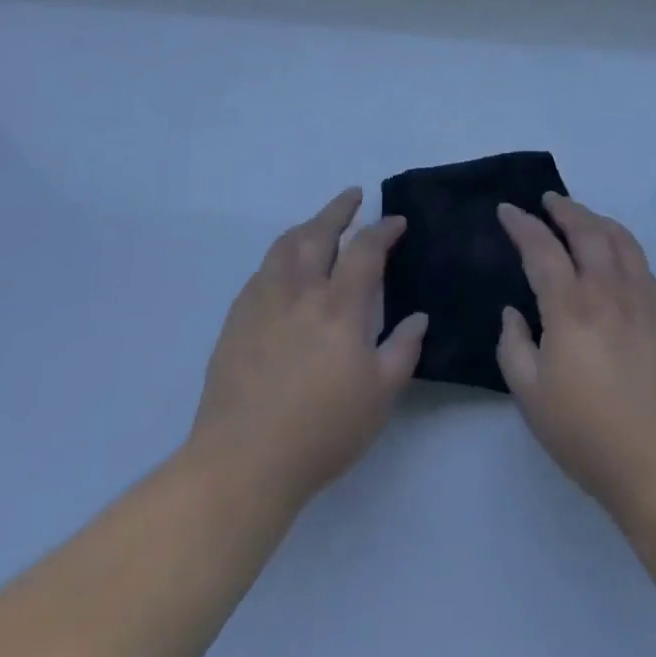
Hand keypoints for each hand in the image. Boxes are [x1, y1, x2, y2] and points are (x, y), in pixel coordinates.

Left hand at [186, 189, 427, 515]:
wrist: (243, 460)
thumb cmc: (322, 431)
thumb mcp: (379, 396)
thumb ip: (403, 350)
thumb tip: (418, 317)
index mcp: (340, 306)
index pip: (365, 250)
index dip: (383, 230)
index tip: (396, 222)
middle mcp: (300, 291)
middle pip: (319, 232)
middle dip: (339, 209)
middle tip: (354, 196)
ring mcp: (263, 301)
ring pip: (285, 245)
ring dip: (307, 226)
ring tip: (319, 224)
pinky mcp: (237, 318)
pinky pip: (262, 270)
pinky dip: (281, 255)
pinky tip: (284, 267)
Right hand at [496, 194, 655, 533]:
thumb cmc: (588, 435)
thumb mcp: (530, 396)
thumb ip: (513, 346)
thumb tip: (515, 313)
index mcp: (571, 306)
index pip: (542, 248)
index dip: (522, 224)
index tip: (507, 210)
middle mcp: (609, 291)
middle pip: (587, 231)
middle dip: (564, 209)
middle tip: (548, 201)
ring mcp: (645, 300)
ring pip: (622, 241)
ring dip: (597, 221)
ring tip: (582, 218)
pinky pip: (643, 266)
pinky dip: (623, 248)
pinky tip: (616, 259)